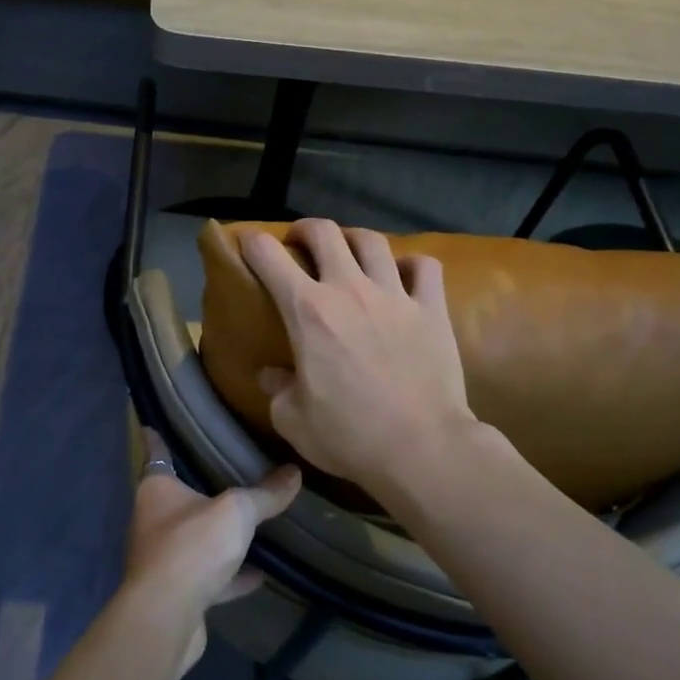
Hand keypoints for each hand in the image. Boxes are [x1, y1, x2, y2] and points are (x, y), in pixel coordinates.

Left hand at [123, 429, 300, 676]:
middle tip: (225, 472)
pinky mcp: (177, 593)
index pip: (156, 454)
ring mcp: (163, 559)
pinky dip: (230, 575)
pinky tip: (258, 574)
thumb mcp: (236, 512)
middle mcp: (153, 520)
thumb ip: (265, 494)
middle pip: (177, 498)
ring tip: (249, 524)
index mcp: (157, 490)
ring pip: (194, 539)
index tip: (152, 425)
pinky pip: (208, 576)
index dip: (157, 439)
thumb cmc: (192, 547)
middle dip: (198, 489)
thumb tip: (294, 472)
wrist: (167, 617)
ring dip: (217, 536)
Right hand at [241, 220, 480, 502]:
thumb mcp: (293, 420)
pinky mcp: (432, 309)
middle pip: (325, 232)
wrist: (422, 449)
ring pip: (372, 241)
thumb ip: (276, 390)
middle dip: (305, 229)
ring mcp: (395, 295)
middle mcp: (349, 290)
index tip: (247, 244)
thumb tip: (270, 375)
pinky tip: (404, 276)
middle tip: (300, 245)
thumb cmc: (349, 436)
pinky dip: (411, 264)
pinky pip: (424, 267)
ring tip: (350, 255)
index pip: (269, 257)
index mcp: (308, 311)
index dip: (252, 243)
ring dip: (354, 240)